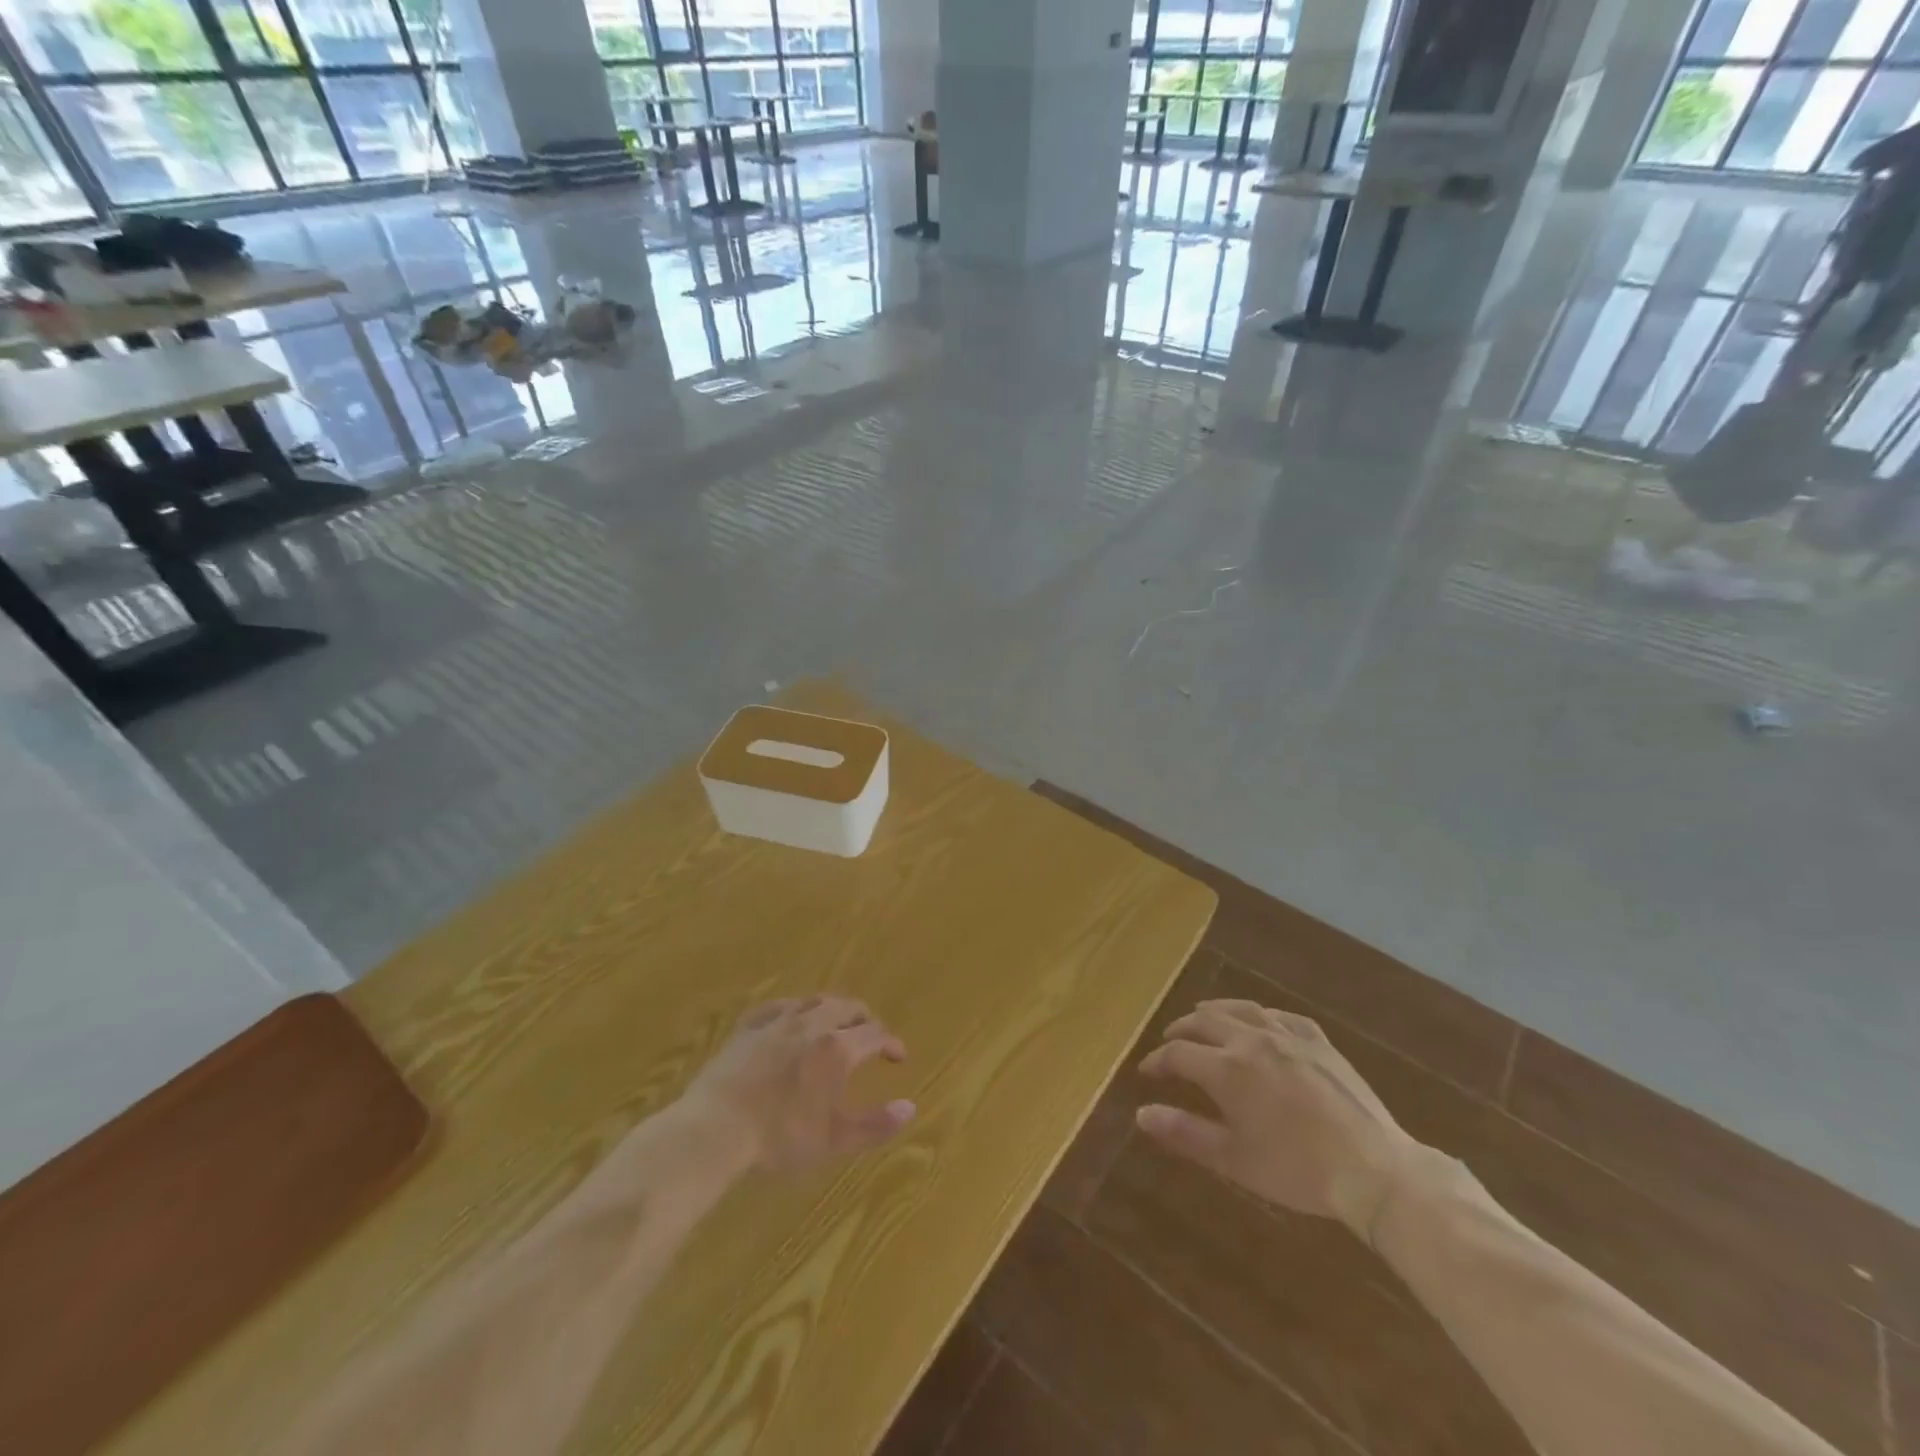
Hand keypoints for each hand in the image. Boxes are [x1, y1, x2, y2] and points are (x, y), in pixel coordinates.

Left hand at [684, 996, 915, 1174]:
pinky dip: (795, 1008)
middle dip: (865, 1019)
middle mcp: (813, 1024)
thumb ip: (875, 1125)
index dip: (891, 1043)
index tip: (897, 1056)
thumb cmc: (780, 1137)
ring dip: (833, 1009)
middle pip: (848, 1007)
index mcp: (838, 1049)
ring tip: (836, 1024)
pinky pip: (779, 1005)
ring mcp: (778, 1020)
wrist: (716, 1128)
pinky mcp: (749, 1026)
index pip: (875, 1034)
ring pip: (815, 1000)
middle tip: (870, 1036)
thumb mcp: (833, 1140)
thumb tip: (910, 1107)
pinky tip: (792, 1018)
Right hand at [1136, 1000, 1418, 1238]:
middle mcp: (1251, 1040)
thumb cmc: (1297, 1170)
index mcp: (1226, 1068)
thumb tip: (1141, 1114)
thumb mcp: (1234, 1159)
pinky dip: (1260, 1015)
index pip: (1178, 1054)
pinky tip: (1260, 1022)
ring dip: (1215, 1011)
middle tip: (1170, 1041)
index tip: (1147, 1072)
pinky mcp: (1319, 1041)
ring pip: (1241, 1009)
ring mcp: (1288, 1036)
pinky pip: (1281, 1016)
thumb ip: (1185, 1133)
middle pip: (1204, 1021)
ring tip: (1204, 1016)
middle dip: (1181, 1030)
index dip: (1158, 1061)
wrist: (1373, 1169)